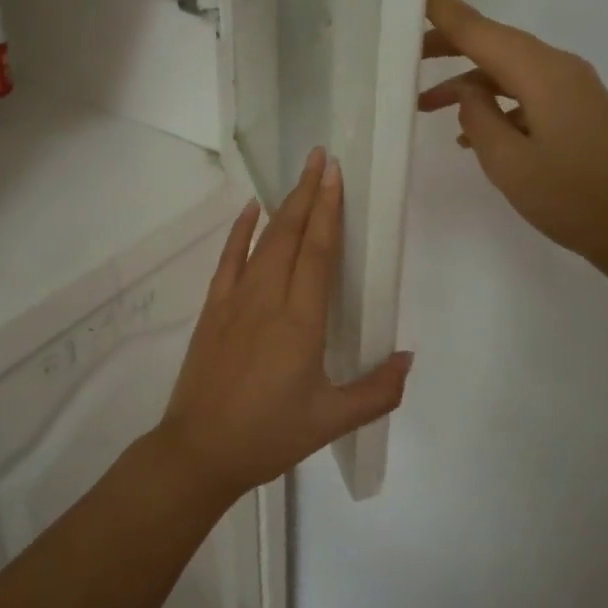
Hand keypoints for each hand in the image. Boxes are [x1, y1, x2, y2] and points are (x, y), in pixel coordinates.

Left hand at [156, 148, 412, 499]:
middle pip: (290, 234)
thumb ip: (377, 391)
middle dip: (307, 193)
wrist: (199, 450)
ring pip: (263, 241)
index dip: (328, 210)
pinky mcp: (214, 309)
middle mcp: (267, 299)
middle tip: (320, 157)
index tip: (334, 173)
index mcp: (300, 321)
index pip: (317, 252)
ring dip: (282, 205)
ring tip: (299, 177)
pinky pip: (228, 260)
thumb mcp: (330, 421)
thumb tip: (408, 357)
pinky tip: (249, 210)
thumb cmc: (268, 435)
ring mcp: (235, 300)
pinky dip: (239, 231)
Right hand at [419, 0, 607, 279]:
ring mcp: (572, 87)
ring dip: (468, 82)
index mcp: (542, 73)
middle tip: (403, 56)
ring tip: (424, 105)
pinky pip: (525, 91)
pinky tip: (470, 134)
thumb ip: (478, 117)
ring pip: (507, 69)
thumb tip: (467, 90)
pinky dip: (494, 103)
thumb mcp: (508, 162)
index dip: (442, 8)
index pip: (479, 29)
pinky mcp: (577, 108)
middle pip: (494, 43)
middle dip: (448, 46)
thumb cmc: (570, 198)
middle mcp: (559, 67)